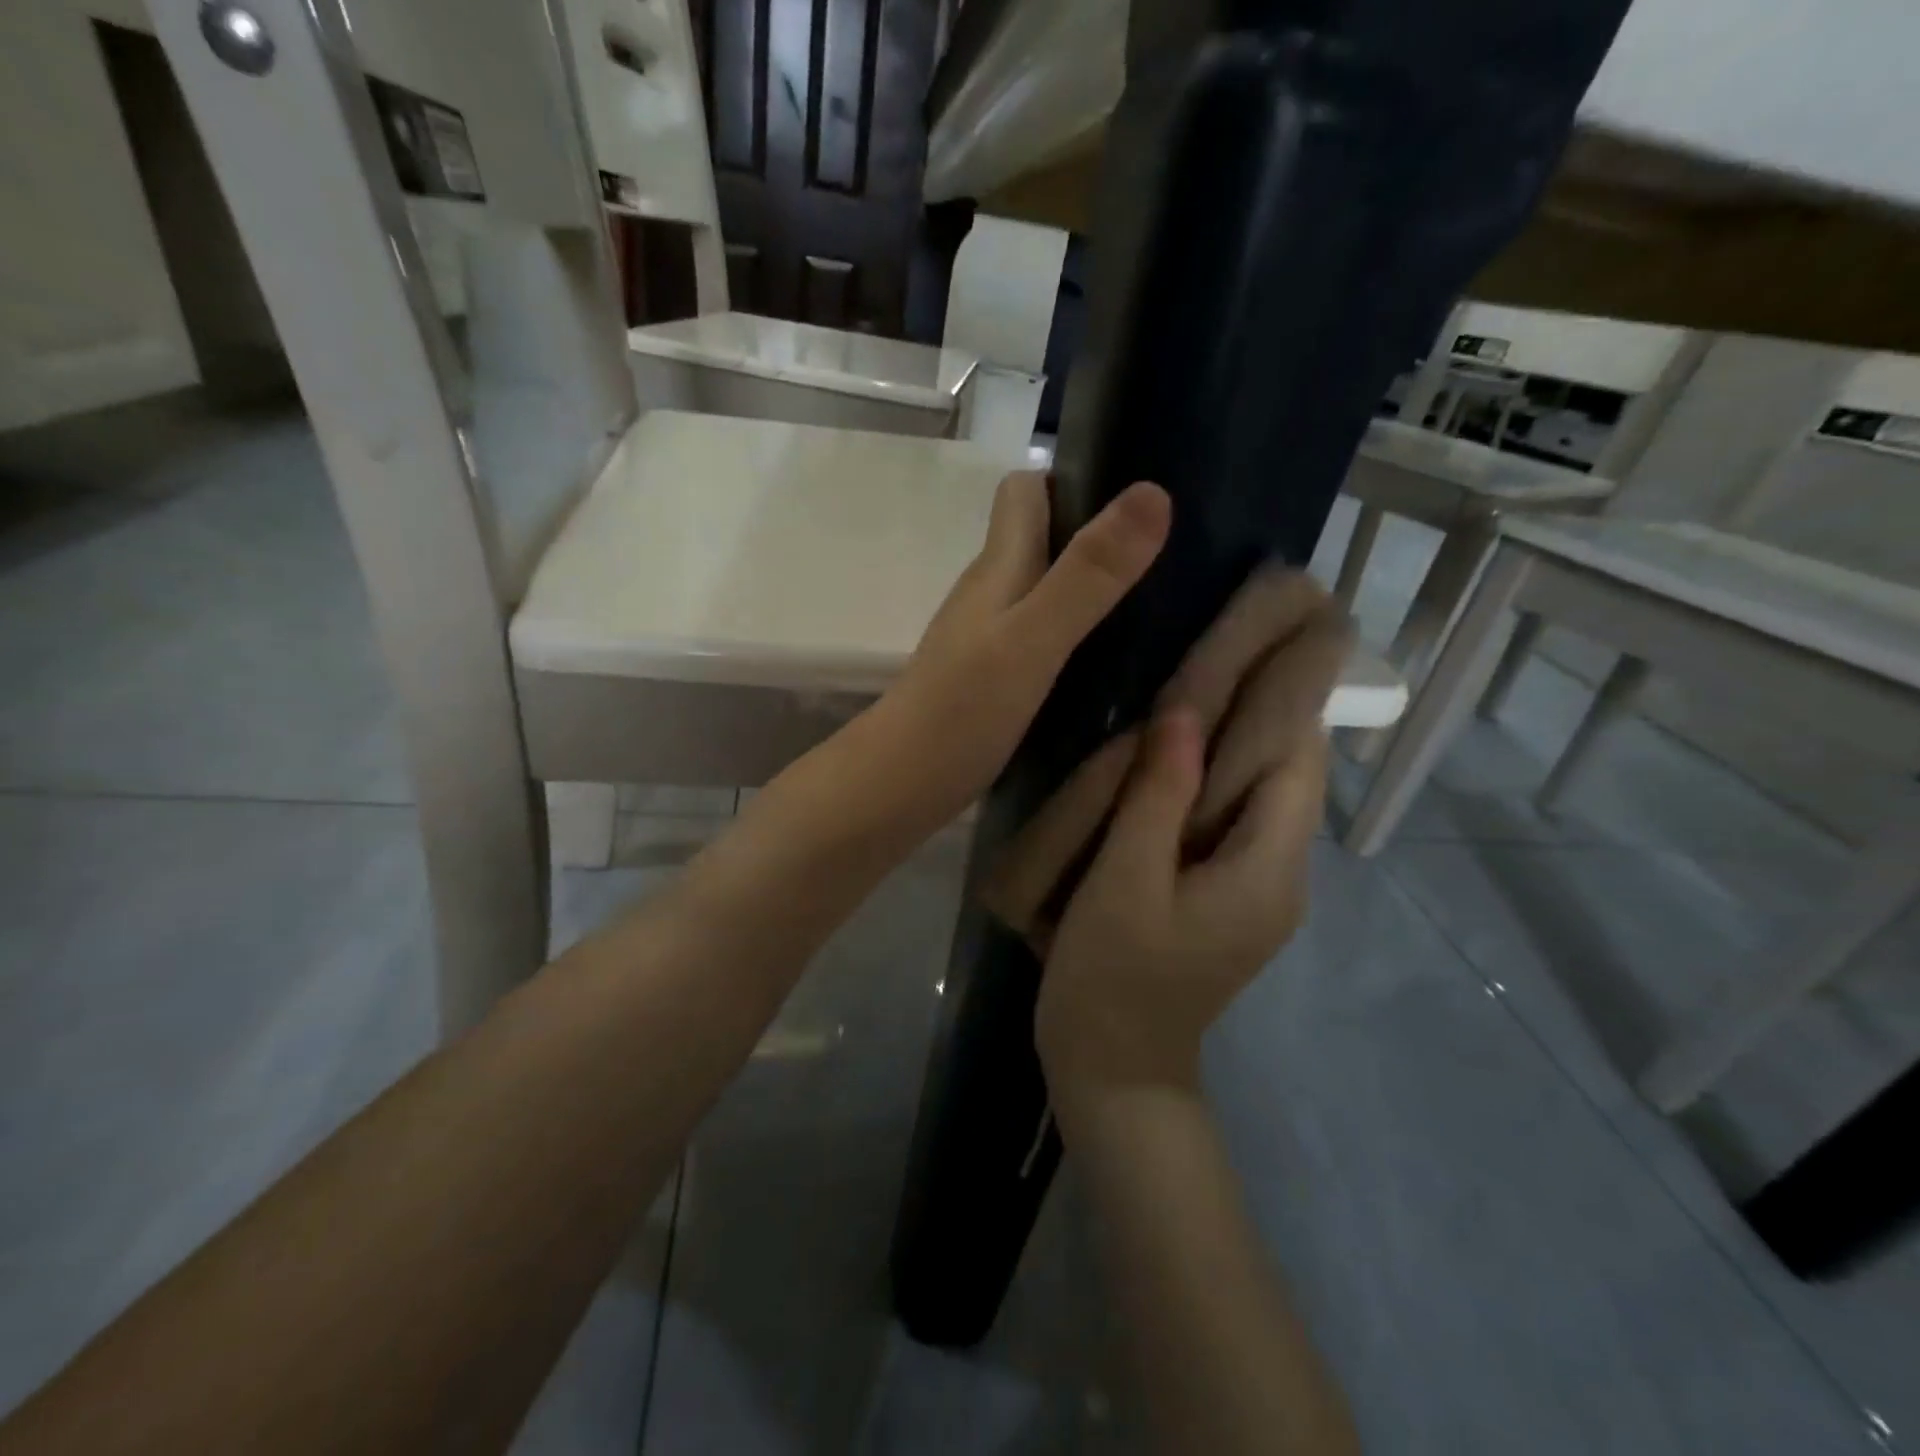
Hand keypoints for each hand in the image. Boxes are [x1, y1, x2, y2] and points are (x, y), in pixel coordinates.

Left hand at [872, 470, 1169, 828]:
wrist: (899, 786)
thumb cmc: (960, 710)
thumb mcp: (1032, 640)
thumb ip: (1088, 575)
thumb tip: (1153, 492)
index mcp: (998, 565)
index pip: (1026, 488)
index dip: (1075, 473)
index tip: (1140, 483)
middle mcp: (992, 591)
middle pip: (1044, 535)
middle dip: (1101, 529)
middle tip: (1175, 544)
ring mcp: (990, 636)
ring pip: (1047, 586)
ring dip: (1094, 583)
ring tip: (1163, 594)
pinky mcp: (995, 677)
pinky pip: (1045, 634)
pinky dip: (1081, 631)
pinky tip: (1118, 653)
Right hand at [983, 571, 1348, 1112]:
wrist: (1113, 1070)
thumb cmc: (1114, 980)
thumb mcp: (1127, 883)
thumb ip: (1157, 797)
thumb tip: (1185, 712)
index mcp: (1269, 871)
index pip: (1297, 761)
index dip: (1285, 696)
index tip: (1260, 635)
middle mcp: (1279, 875)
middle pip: (1284, 774)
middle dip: (1258, 710)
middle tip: (1213, 647)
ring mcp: (1253, 889)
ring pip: (1254, 795)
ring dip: (1229, 743)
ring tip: (1187, 684)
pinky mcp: (1223, 896)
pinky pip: (1226, 820)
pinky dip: (1207, 780)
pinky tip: (1164, 755)